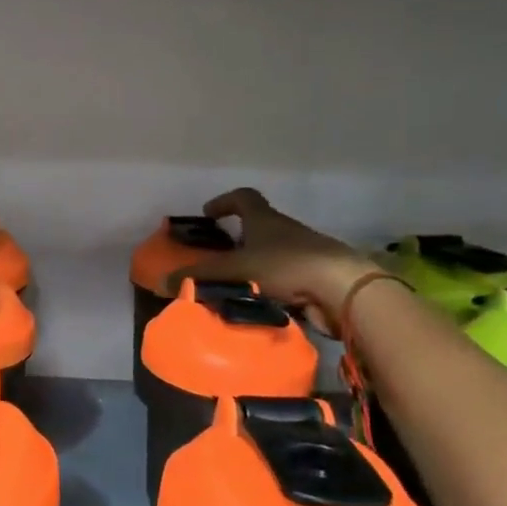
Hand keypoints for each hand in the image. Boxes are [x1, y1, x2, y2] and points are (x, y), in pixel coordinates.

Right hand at [167, 187, 380, 333]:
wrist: (344, 290)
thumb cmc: (287, 266)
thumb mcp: (235, 270)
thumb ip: (199, 276)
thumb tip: (162, 282)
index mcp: (266, 220)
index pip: (244, 198)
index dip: (224, 202)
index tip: (208, 215)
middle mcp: (286, 232)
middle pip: (258, 229)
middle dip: (236, 242)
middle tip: (214, 259)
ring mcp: (303, 256)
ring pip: (270, 257)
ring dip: (251, 269)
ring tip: (229, 288)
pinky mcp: (314, 281)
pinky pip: (283, 282)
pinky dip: (267, 291)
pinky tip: (254, 307)